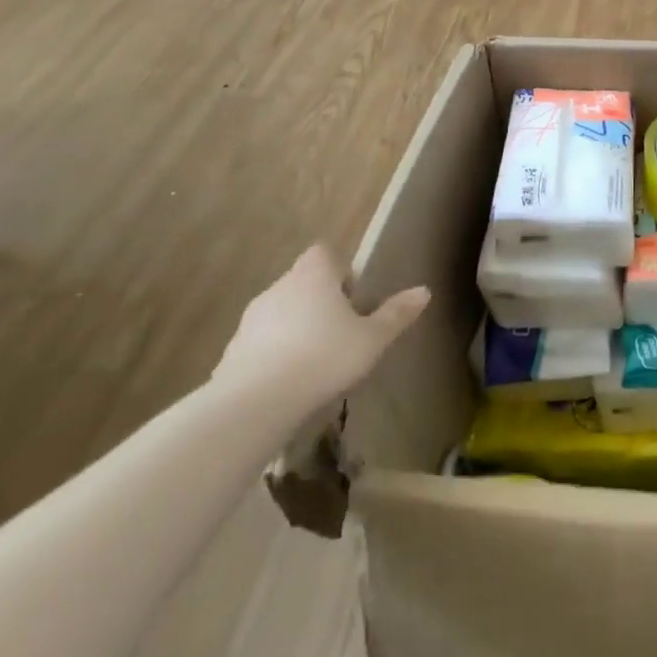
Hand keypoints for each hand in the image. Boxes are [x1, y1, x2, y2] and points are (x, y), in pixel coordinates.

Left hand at [214, 244, 429, 411]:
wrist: (254, 403)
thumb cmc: (323, 358)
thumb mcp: (371, 339)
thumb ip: (396, 314)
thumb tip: (424, 290)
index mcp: (313, 276)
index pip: (324, 254)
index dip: (339, 271)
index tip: (352, 300)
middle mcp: (279, 286)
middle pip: (302, 283)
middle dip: (319, 302)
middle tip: (339, 334)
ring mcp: (251, 318)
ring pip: (280, 312)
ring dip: (294, 328)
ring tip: (314, 361)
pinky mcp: (232, 350)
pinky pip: (260, 342)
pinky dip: (273, 353)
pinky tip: (287, 383)